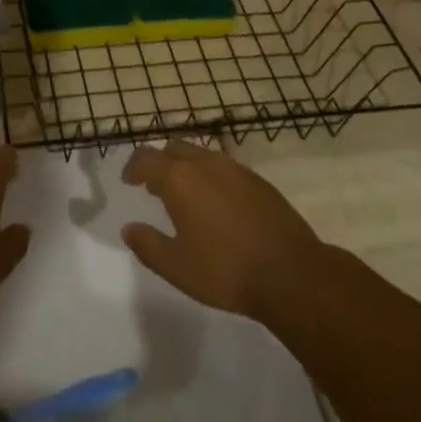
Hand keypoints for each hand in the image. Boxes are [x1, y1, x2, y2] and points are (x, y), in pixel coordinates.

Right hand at [121, 141, 324, 319]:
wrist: (291, 273)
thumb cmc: (226, 270)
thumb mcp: (176, 266)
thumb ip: (148, 245)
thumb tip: (130, 228)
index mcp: (179, 179)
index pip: (146, 158)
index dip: (133, 167)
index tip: (128, 181)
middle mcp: (205, 163)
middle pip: (174, 148)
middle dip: (159, 162)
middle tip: (154, 186)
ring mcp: (235, 169)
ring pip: (201, 154)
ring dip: (186, 167)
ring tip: (185, 196)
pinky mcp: (258, 181)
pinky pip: (224, 167)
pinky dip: (211, 177)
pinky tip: (217, 204)